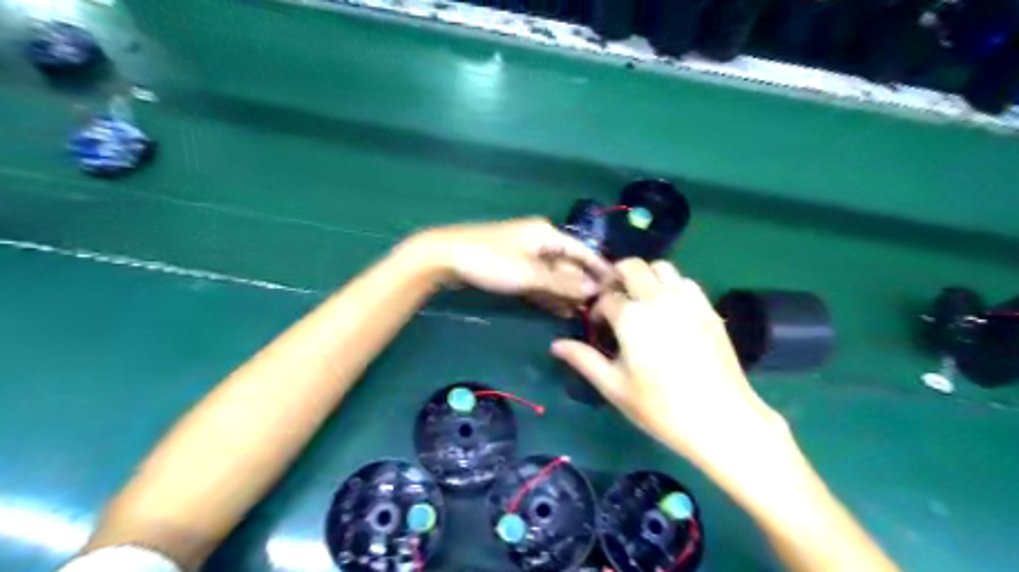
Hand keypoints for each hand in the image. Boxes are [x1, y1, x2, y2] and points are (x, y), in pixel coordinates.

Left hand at [413, 218, 612, 307]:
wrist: (445, 258)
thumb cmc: (491, 260)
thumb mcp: (530, 273)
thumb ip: (562, 283)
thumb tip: (593, 289)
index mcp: (547, 234)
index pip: (582, 251)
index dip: (600, 269)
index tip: (618, 287)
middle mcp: (539, 242)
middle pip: (568, 264)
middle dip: (582, 285)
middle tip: (600, 309)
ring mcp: (525, 256)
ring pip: (553, 276)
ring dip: (566, 294)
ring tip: (583, 314)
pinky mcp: (512, 269)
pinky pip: (538, 282)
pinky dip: (548, 295)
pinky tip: (560, 310)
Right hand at [555, 262, 791, 474]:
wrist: (721, 419)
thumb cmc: (660, 407)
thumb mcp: (614, 386)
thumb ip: (584, 359)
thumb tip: (556, 345)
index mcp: (631, 317)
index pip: (606, 298)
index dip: (597, 310)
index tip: (599, 328)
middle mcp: (658, 298)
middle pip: (632, 266)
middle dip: (616, 278)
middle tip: (614, 301)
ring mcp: (687, 300)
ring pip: (661, 267)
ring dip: (645, 277)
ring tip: (642, 303)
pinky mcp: (708, 308)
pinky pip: (685, 282)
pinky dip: (671, 286)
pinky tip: (669, 312)